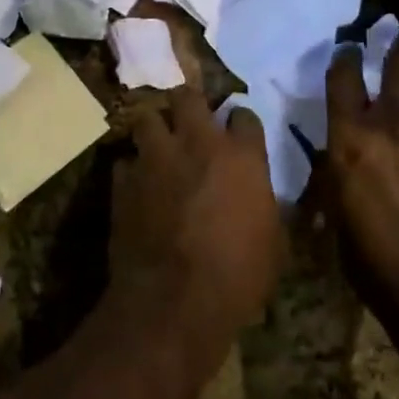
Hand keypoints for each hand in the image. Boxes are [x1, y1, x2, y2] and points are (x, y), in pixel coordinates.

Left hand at [112, 88, 284, 336]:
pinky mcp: (124, 181)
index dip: (241, 125)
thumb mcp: (274, 245)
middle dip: (189, 105)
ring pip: (148, 118)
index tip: (239, 136)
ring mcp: (156, 158)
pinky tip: (137, 187)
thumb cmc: (238, 276)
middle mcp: (197, 143)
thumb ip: (268, 208)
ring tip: (158, 147)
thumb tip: (268, 201)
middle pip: (188, 97)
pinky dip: (132, 171)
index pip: (244, 116)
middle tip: (190, 122)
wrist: (174, 301)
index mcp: (241, 156)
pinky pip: (125, 162)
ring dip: (154, 130)